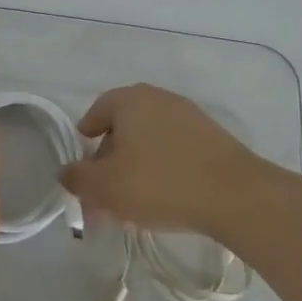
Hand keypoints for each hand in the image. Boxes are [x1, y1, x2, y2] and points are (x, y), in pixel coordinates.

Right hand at [60, 83, 275, 242]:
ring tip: (132, 202)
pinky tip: (163, 198)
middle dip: (110, 158)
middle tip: (104, 190)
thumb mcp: (106, 187)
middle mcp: (159, 99)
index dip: (85, 136)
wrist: (235, 195)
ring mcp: (190, 116)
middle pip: (124, 126)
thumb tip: (66, 172)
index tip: (83, 164)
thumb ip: (78, 179)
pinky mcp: (213, 138)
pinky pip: (175, 150)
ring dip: (136, 166)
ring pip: (150, 141)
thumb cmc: (159, 183)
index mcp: (130, 100)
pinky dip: (162, 168)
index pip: (97, 110)